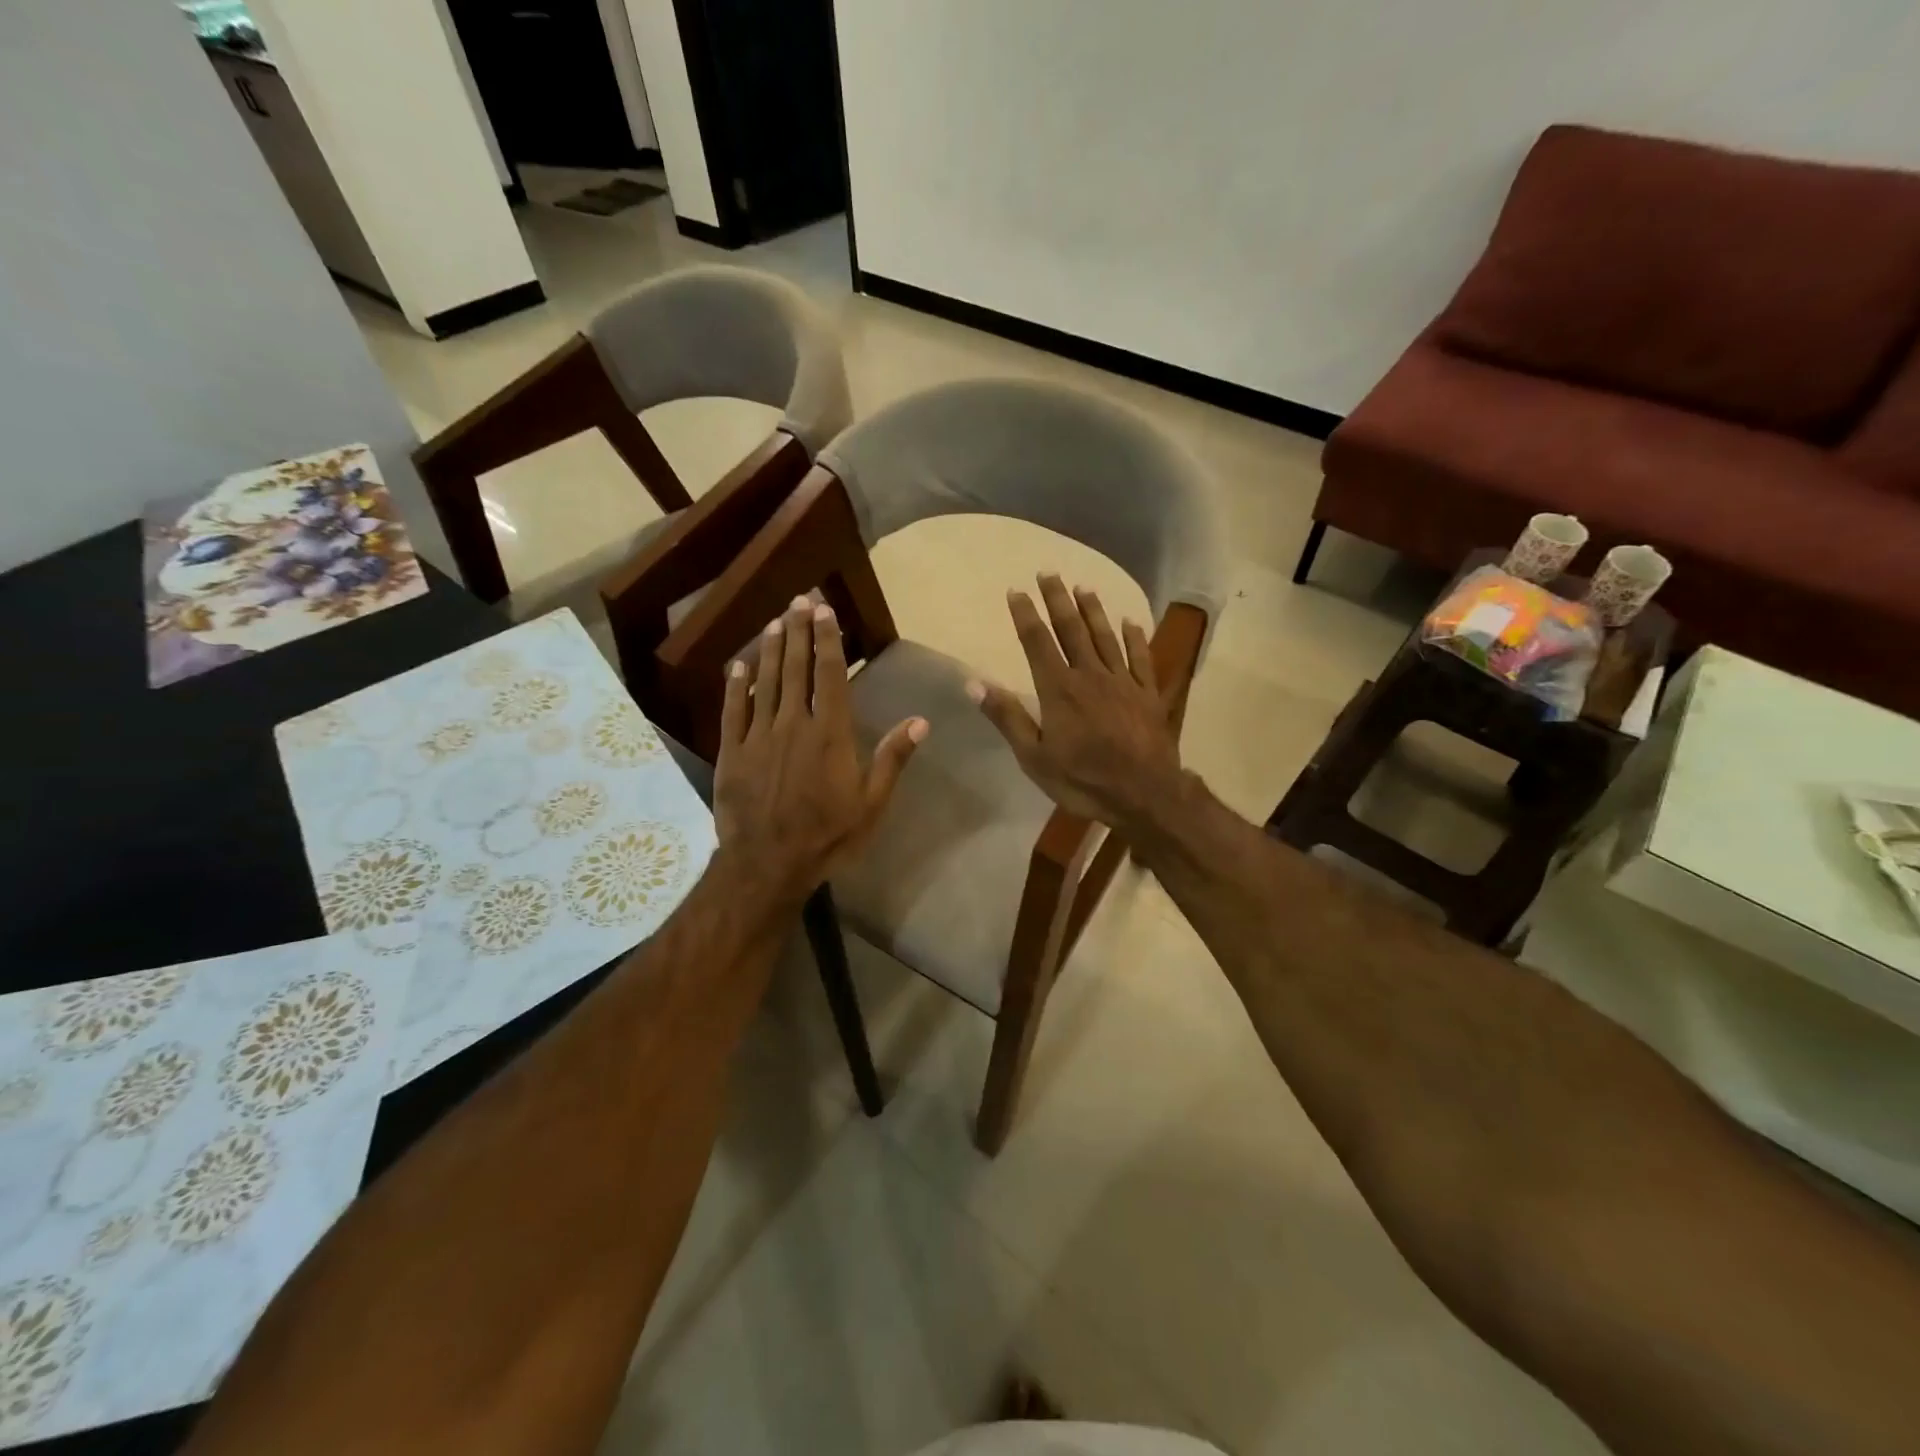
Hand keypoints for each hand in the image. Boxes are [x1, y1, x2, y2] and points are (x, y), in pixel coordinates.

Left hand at [713, 595, 926, 909]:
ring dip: (769, 650)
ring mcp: (758, 736)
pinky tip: (737, 665)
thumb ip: (892, 758)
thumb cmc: (827, 835)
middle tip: (797, 600)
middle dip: (797, 631)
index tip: (824, 611)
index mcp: (829, 733)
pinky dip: (735, 686)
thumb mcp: (871, 803)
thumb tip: (921, 721)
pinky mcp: (732, 752)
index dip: (827, 640)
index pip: (830, 675)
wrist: (768, 863)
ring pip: (764, 682)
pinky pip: (732, 710)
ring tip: (774, 622)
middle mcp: (793, 723)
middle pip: (795, 668)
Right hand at [968, 575, 1183, 830]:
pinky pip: (1141, 658)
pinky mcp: (1149, 694)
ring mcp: (1124, 682)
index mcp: (1059, 689)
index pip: (1038, 642)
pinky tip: (1130, 622)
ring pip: (1106, 637)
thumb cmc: (1082, 779)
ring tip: (1084, 587)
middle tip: (1049, 572)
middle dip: (1058, 600)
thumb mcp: (1033, 756)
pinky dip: (1135, 638)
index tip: (1016, 590)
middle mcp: (1090, 675)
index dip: (1025, 614)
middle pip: (1072, 629)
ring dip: (1093, 610)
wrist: (1144, 794)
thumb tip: (973, 682)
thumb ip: (1007, 716)